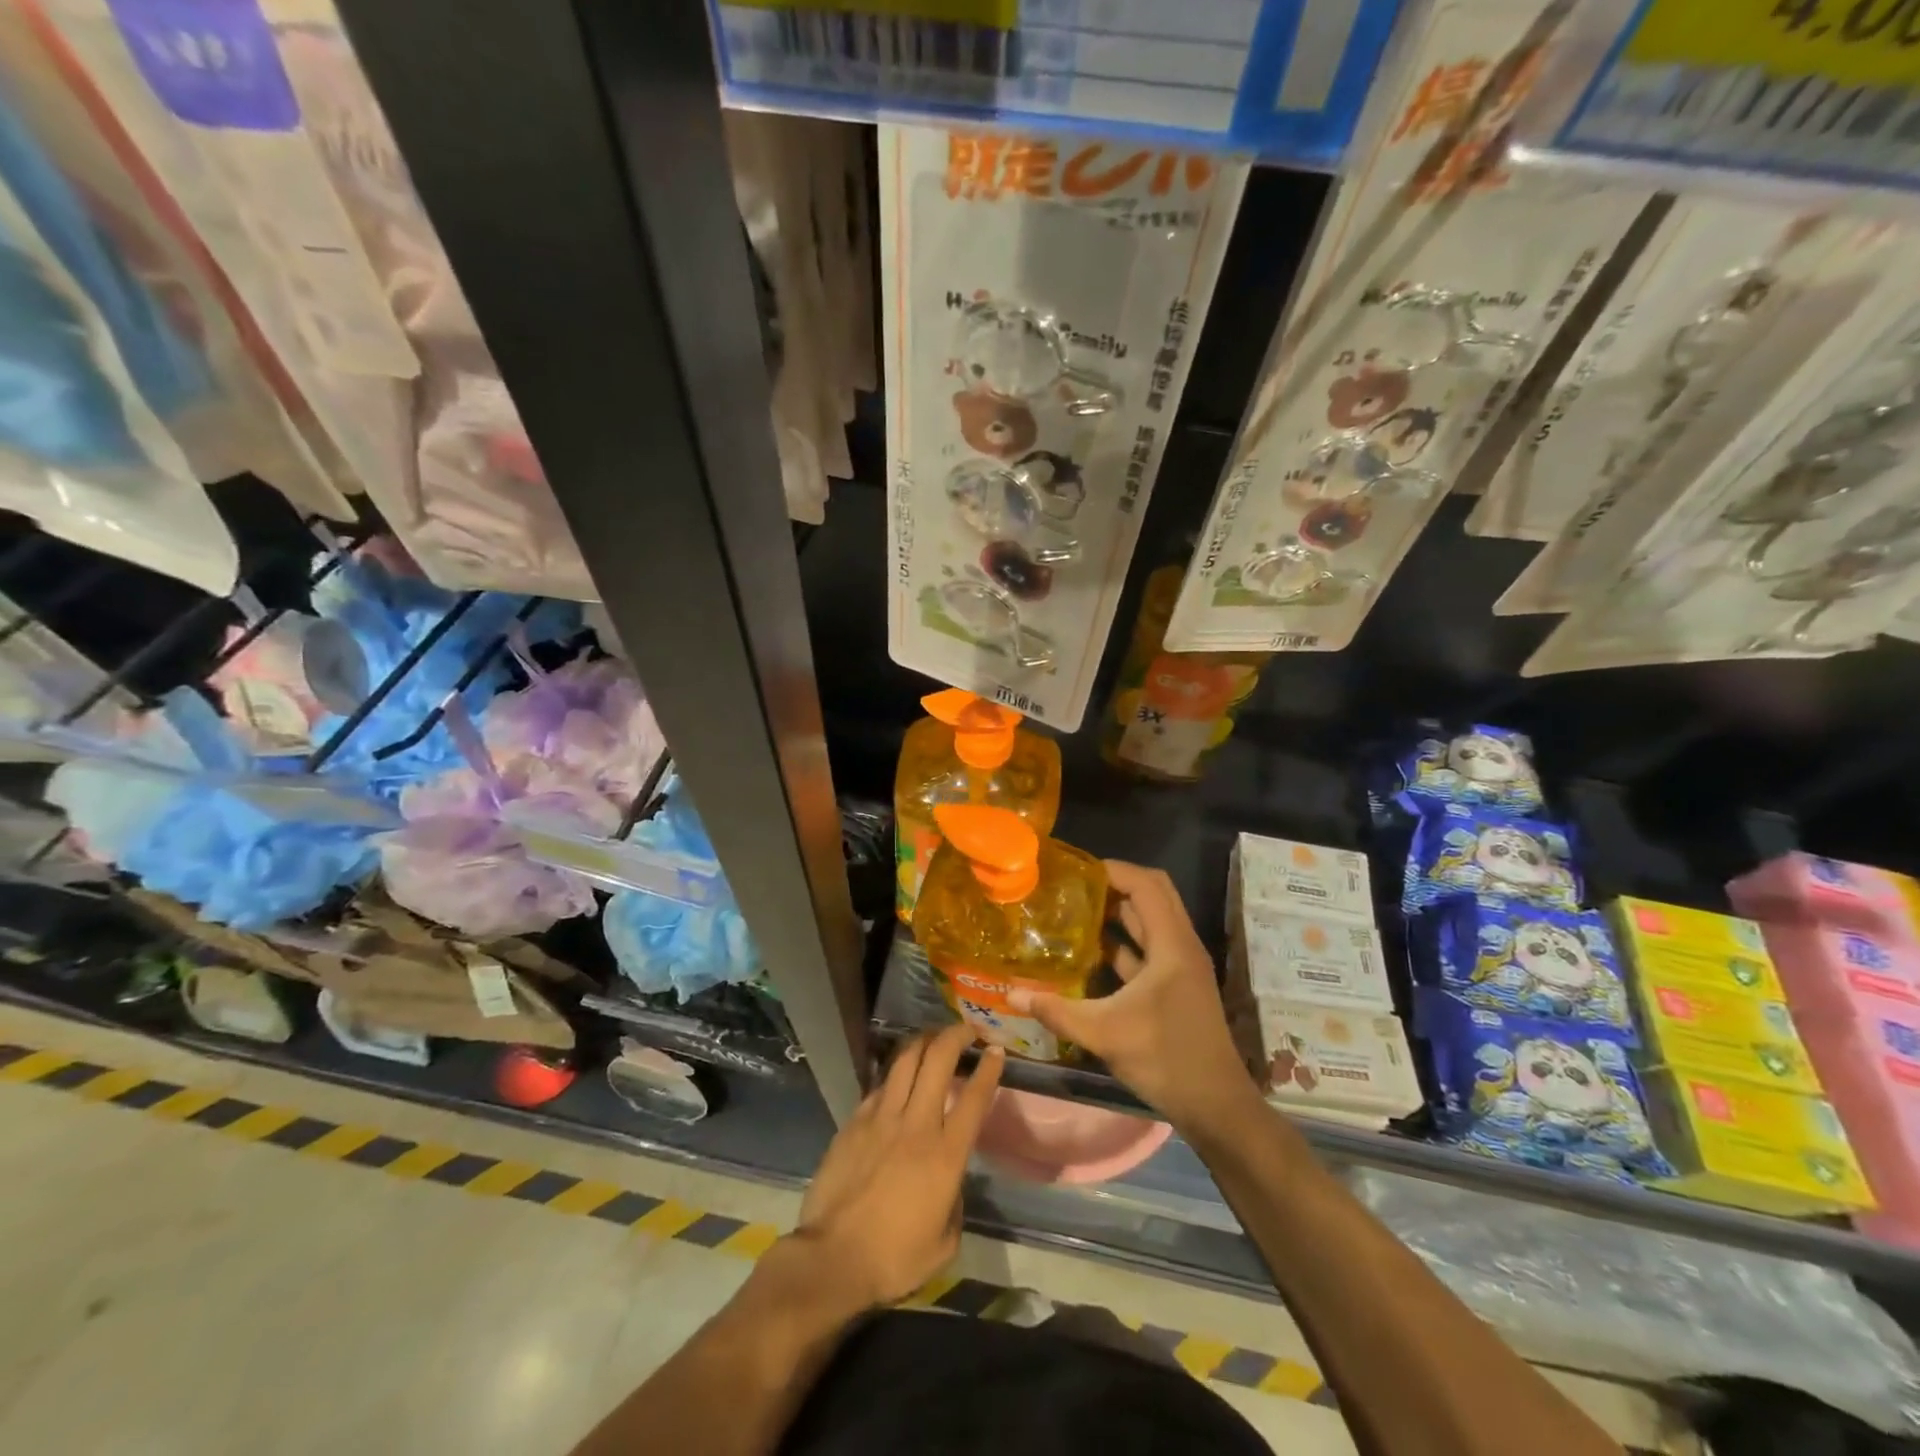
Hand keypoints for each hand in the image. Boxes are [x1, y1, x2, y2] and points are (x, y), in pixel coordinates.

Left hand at [791, 1024, 1003, 1310]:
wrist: (832, 1259)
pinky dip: (895, 1074)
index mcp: (945, 1155)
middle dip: (956, 1036)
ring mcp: (882, 1118)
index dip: (989, 1069)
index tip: (997, 1050)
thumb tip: (950, 1181)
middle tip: (967, 1030)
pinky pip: (880, 1085)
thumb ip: (954, 1202)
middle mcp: (916, 1124)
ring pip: (906, 1060)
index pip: (974, 1098)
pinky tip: (899, 1078)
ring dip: (924, 1041)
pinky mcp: (855, 1121)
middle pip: (938, 1060)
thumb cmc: (894, 1259)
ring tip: (934, 1037)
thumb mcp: (944, 1244)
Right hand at [1008, 861, 1257, 1131]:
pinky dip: (1122, 941)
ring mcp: (1180, 965)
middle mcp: (1180, 945)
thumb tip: (1011, 993)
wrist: (1215, 1105)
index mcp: (1172, 944)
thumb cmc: (1165, 1059)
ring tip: (1075, 909)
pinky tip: (1089, 951)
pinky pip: (1148, 947)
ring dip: (1118, 911)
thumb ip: (1056, 1010)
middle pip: (1152, 893)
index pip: (1145, 884)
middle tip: (1075, 887)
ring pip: (1150, 920)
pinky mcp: (1175, 984)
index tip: (1075, 871)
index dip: (1113, 870)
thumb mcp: (1104, 1033)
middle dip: (1115, 884)